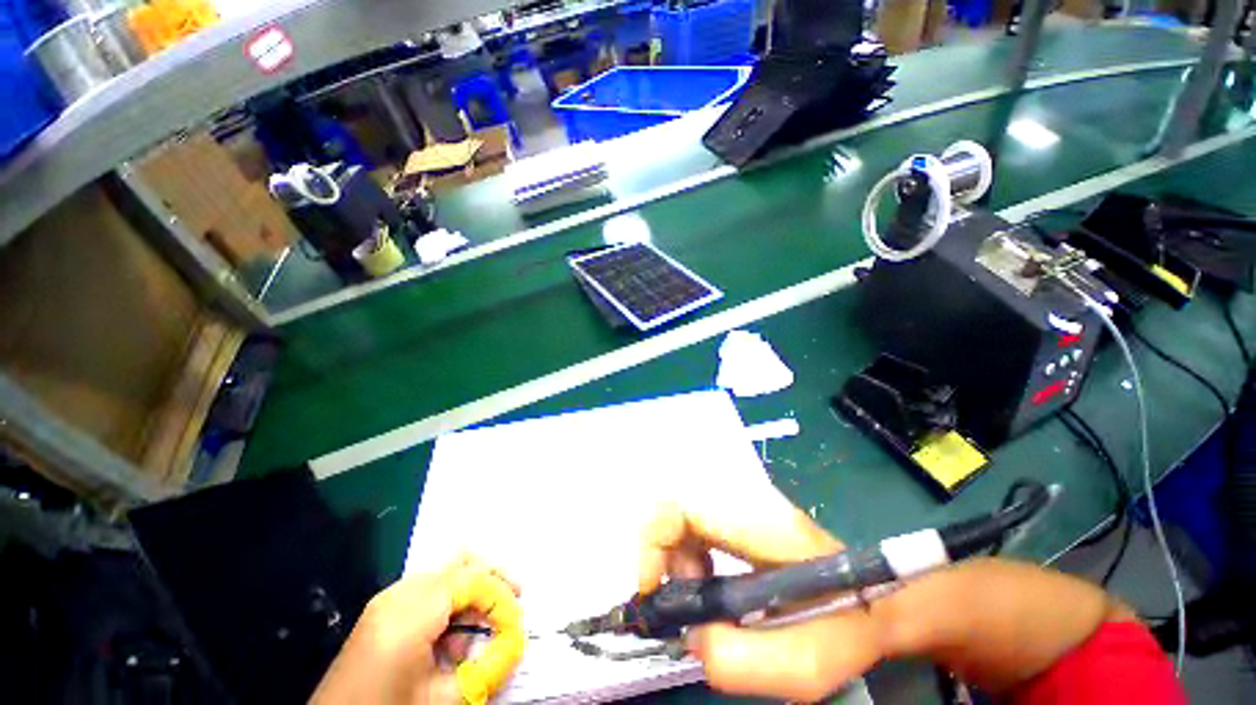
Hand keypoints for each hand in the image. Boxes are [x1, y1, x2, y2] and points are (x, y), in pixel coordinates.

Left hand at [312, 554, 523, 704]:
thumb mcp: (443, 700)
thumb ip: (488, 667)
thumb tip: (519, 641)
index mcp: (411, 611)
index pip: (474, 579)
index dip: (502, 597)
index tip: (517, 624)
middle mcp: (400, 593)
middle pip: (461, 562)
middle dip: (492, 581)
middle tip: (510, 608)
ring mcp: (387, 600)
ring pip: (447, 574)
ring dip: (471, 596)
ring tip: (476, 637)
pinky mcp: (382, 612)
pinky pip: (428, 592)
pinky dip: (450, 606)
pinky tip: (450, 642)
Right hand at [640, 499, 881, 702]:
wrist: (877, 598)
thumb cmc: (845, 628)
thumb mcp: (802, 667)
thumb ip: (738, 662)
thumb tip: (690, 636)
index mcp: (759, 527)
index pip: (682, 505)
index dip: (655, 541)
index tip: (652, 589)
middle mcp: (745, 503)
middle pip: (676, 508)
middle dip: (666, 556)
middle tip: (683, 601)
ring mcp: (743, 505)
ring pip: (683, 516)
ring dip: (678, 559)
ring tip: (703, 599)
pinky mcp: (741, 515)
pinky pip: (697, 525)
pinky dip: (690, 556)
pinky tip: (712, 585)